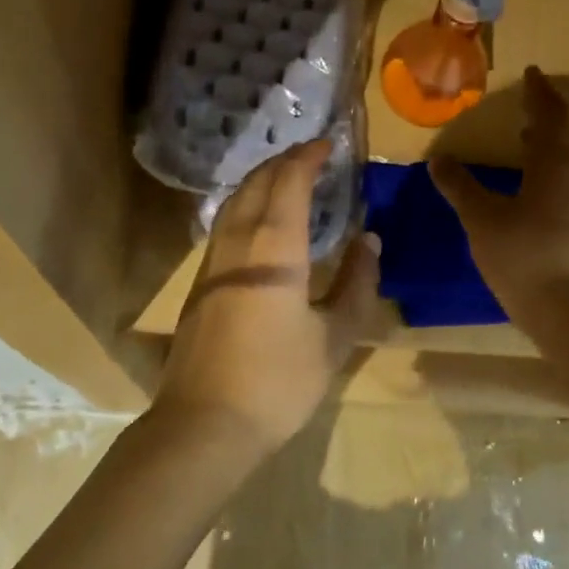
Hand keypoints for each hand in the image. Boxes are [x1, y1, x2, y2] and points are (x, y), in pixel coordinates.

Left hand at [155, 139, 380, 452]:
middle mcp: (237, 244)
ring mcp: (211, 263)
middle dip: (282, 162)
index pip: (289, 184)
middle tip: (309, 155)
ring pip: (234, 203)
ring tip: (284, 179)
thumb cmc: (279, 381)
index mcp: (274, 249)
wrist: (206, 424)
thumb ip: (356, 284)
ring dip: (260, 182)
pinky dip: (245, 206)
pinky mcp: (199, 285)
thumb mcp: (334, 337)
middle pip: (255, 185)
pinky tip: (258, 224)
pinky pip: (225, 226)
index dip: (308, 159)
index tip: (327, 144)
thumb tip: (369, 241)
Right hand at [429, 67, 568, 320]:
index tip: (532, 74)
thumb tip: (438, 159)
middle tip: (528, 107)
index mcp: (555, 165)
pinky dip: (550, 175)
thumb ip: (459, 186)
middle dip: (546, 119)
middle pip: (565, 138)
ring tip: (526, 145)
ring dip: (548, 149)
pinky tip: (533, 192)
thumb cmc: (522, 254)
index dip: (539, 93)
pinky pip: (568, 187)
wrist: (568, 310)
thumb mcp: (481, 218)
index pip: (550, 116)